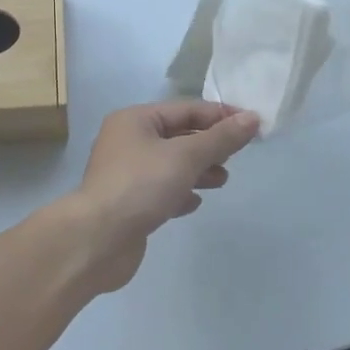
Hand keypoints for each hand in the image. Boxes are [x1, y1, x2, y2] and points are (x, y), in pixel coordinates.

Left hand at [48, 101, 259, 294]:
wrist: (97, 240)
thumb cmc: (141, 186)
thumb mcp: (185, 157)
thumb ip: (220, 138)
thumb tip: (252, 118)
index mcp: (135, 120)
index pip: (186, 109)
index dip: (220, 115)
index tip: (252, 125)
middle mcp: (128, 141)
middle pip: (178, 135)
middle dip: (209, 144)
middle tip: (238, 155)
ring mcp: (126, 174)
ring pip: (171, 164)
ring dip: (198, 169)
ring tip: (223, 179)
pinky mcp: (129, 203)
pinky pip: (161, 190)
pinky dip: (180, 192)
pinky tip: (195, 202)